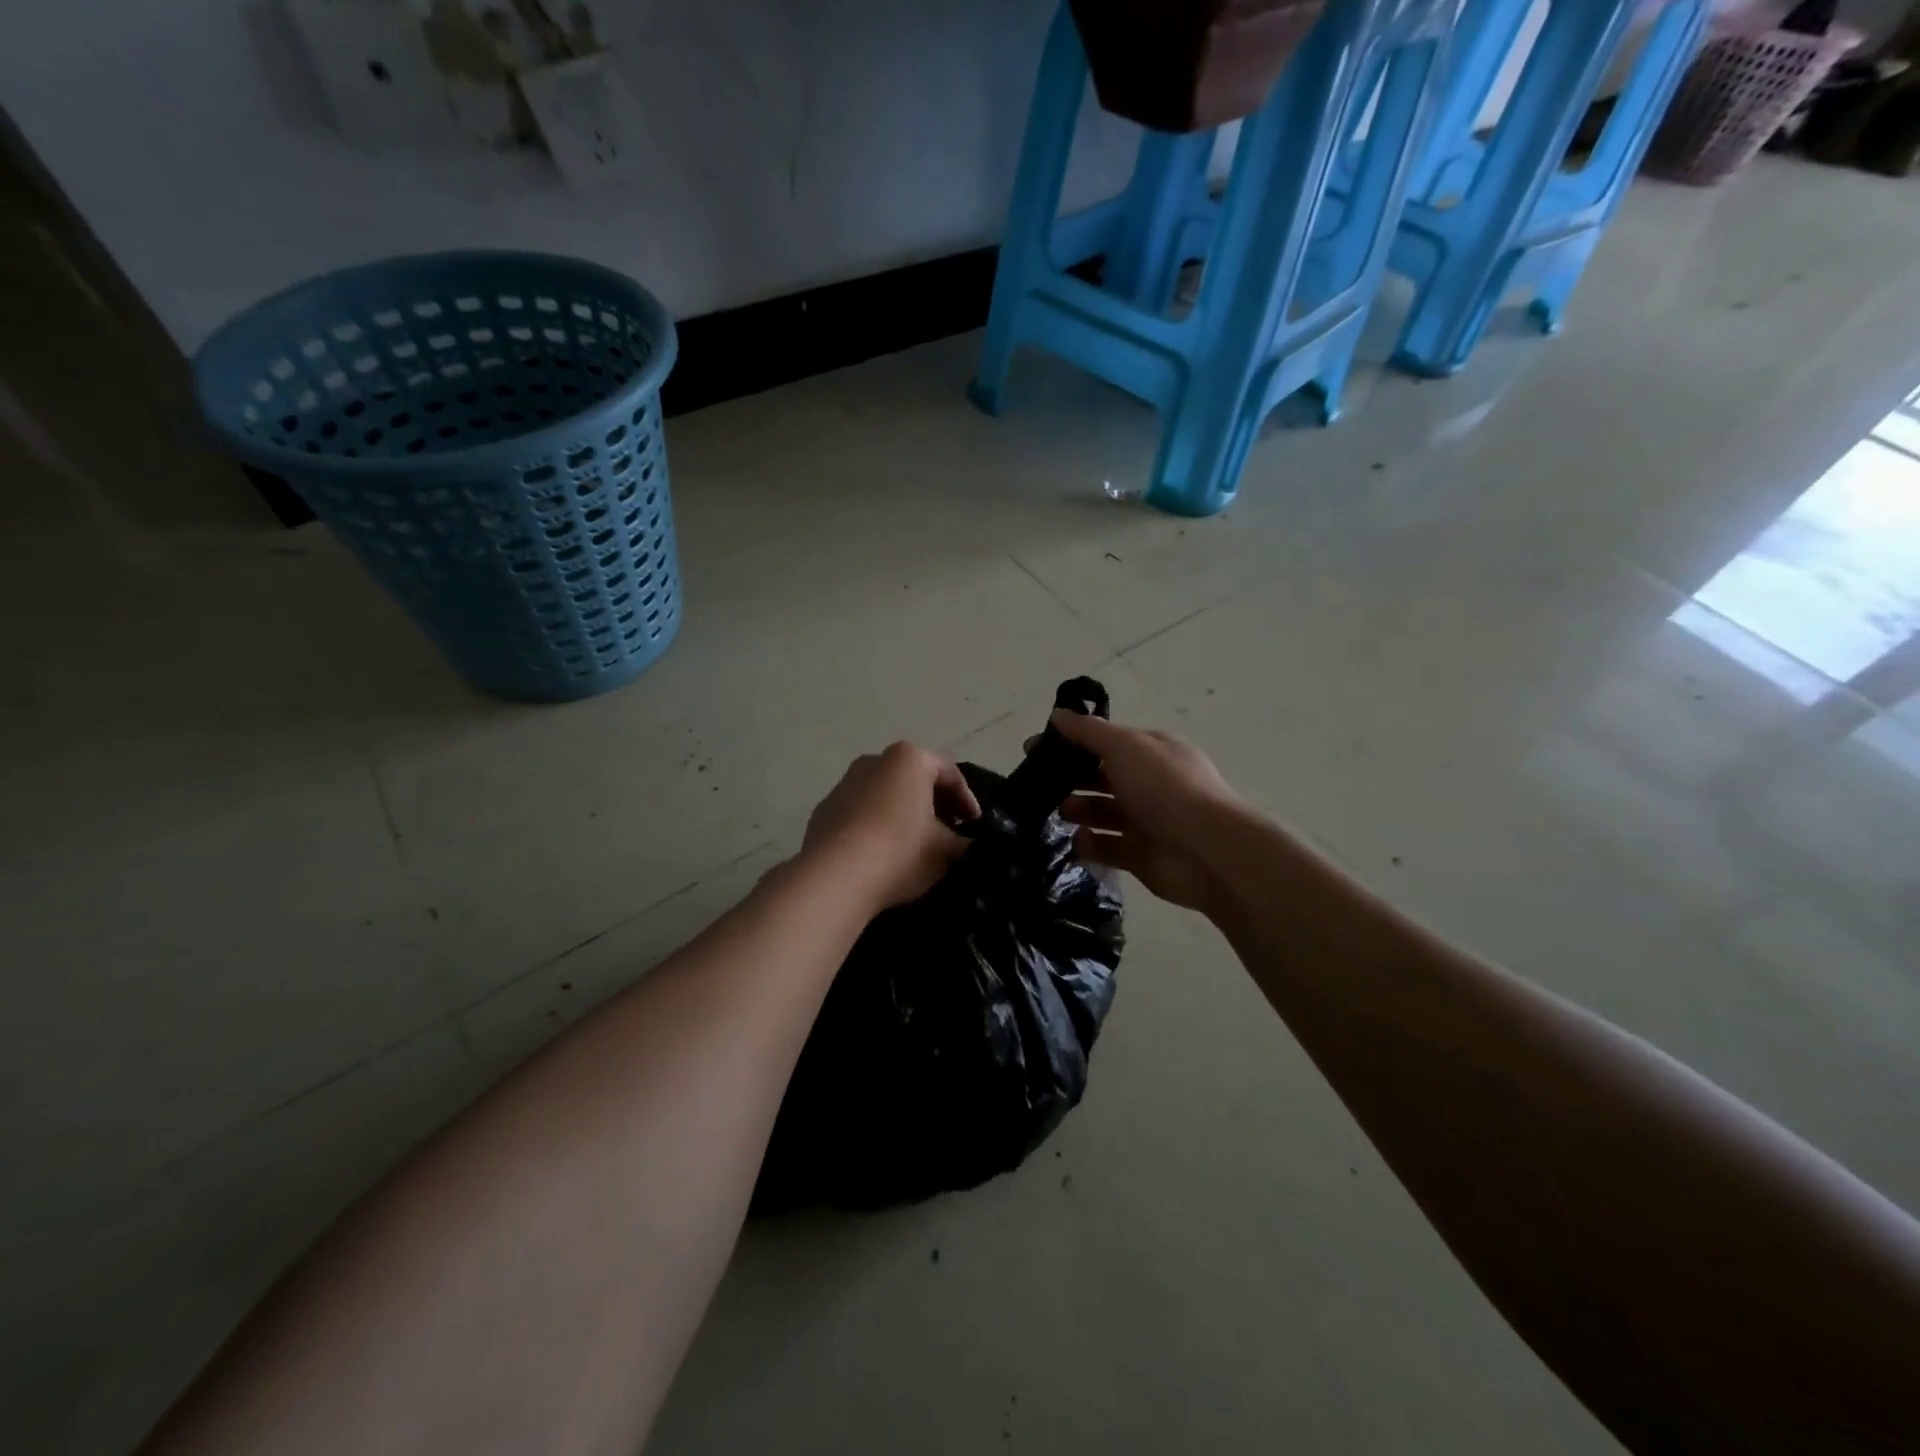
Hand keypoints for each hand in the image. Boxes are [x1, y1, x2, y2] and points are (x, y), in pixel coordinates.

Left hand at [800, 743, 980, 913]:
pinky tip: (881, 856)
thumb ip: (964, 844)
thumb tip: (968, 847)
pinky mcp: (823, 811)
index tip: (976, 827)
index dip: (968, 800)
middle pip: (914, 780)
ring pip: (884, 795)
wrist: (836, 878)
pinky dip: (875, 827)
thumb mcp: (946, 851)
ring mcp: (843, 784)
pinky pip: (859, 814)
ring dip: (902, 815)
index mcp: (909, 759)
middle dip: (934, 805)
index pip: (949, 773)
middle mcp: (874, 761)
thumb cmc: (901, 851)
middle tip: (949, 833)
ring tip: (915, 847)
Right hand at [1047, 712, 1250, 914]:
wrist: (1206, 850)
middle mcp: (1149, 783)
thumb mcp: (1124, 746)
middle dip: (1071, 779)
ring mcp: (1145, 821)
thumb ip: (1088, 732)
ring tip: (1060, 813)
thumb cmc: (1165, 788)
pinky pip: (1107, 847)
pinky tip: (1077, 842)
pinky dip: (1090, 844)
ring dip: (1077, 811)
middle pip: (1101, 777)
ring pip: (1101, 812)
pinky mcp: (1140, 856)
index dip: (1071, 742)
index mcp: (1151, 752)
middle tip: (1040, 785)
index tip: (1035, 750)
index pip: (1105, 741)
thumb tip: (1057, 715)